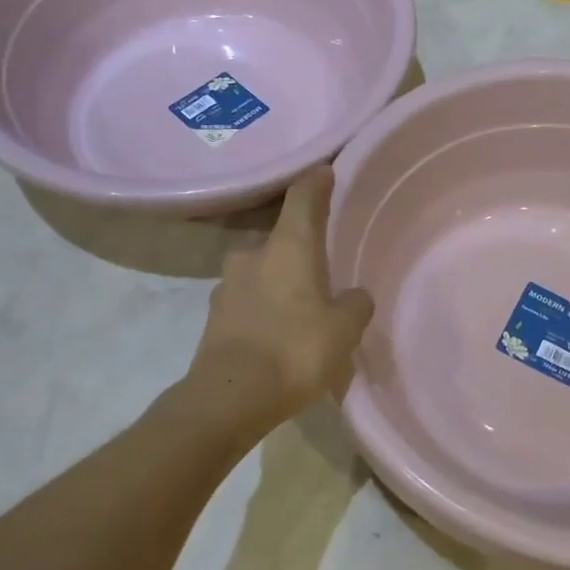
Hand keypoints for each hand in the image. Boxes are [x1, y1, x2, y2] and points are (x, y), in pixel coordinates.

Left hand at [182, 166, 373, 436]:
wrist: (228, 398)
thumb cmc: (294, 351)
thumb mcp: (343, 330)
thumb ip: (354, 305)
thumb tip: (355, 295)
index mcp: (288, 246)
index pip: (303, 197)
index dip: (317, 182)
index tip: (326, 172)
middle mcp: (253, 254)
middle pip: (282, 237)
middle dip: (301, 247)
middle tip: (324, 264)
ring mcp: (228, 283)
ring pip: (262, 269)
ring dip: (281, 278)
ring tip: (302, 304)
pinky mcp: (215, 314)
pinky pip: (248, 298)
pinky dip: (264, 305)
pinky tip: (278, 330)